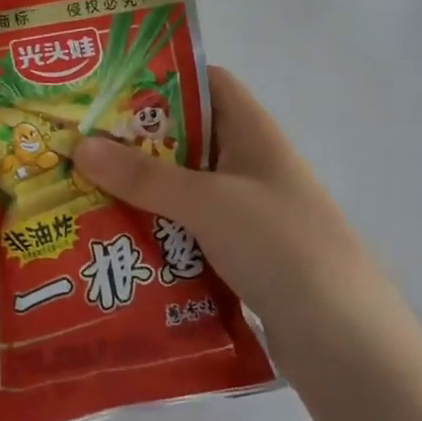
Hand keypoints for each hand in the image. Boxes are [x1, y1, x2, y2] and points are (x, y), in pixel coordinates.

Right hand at [72, 67, 382, 351]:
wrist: (344, 342)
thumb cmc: (280, 246)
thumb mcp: (208, 202)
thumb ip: (144, 176)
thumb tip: (80, 145)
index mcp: (253, 133)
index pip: (208, 83)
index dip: (162, 79)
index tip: (108, 89)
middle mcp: (249, 164)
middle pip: (185, 137)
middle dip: (134, 141)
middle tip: (77, 144)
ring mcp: (245, 211)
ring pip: (182, 186)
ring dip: (140, 190)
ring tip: (82, 191)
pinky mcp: (239, 253)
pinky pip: (187, 228)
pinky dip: (156, 229)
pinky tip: (115, 240)